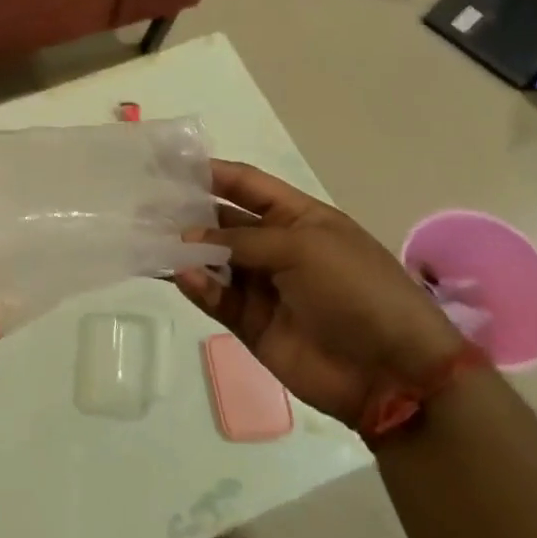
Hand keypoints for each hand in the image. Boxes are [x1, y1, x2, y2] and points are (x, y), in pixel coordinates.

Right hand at [174, 162, 461, 427]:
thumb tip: (187, 239)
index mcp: (297, 218)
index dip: (212, 173)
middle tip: (144, 207)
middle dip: (187, 213)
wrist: (392, 371)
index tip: (170, 166)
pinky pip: (216, 297)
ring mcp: (261, 286)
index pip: (246, 185)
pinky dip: (198, 286)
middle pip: (222, 221)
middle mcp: (275, 246)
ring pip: (211, 260)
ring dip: (185, 251)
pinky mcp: (250, 323)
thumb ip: (242, 239)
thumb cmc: (356, 290)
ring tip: (151, 241)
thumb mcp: (304, 248)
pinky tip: (184, 277)